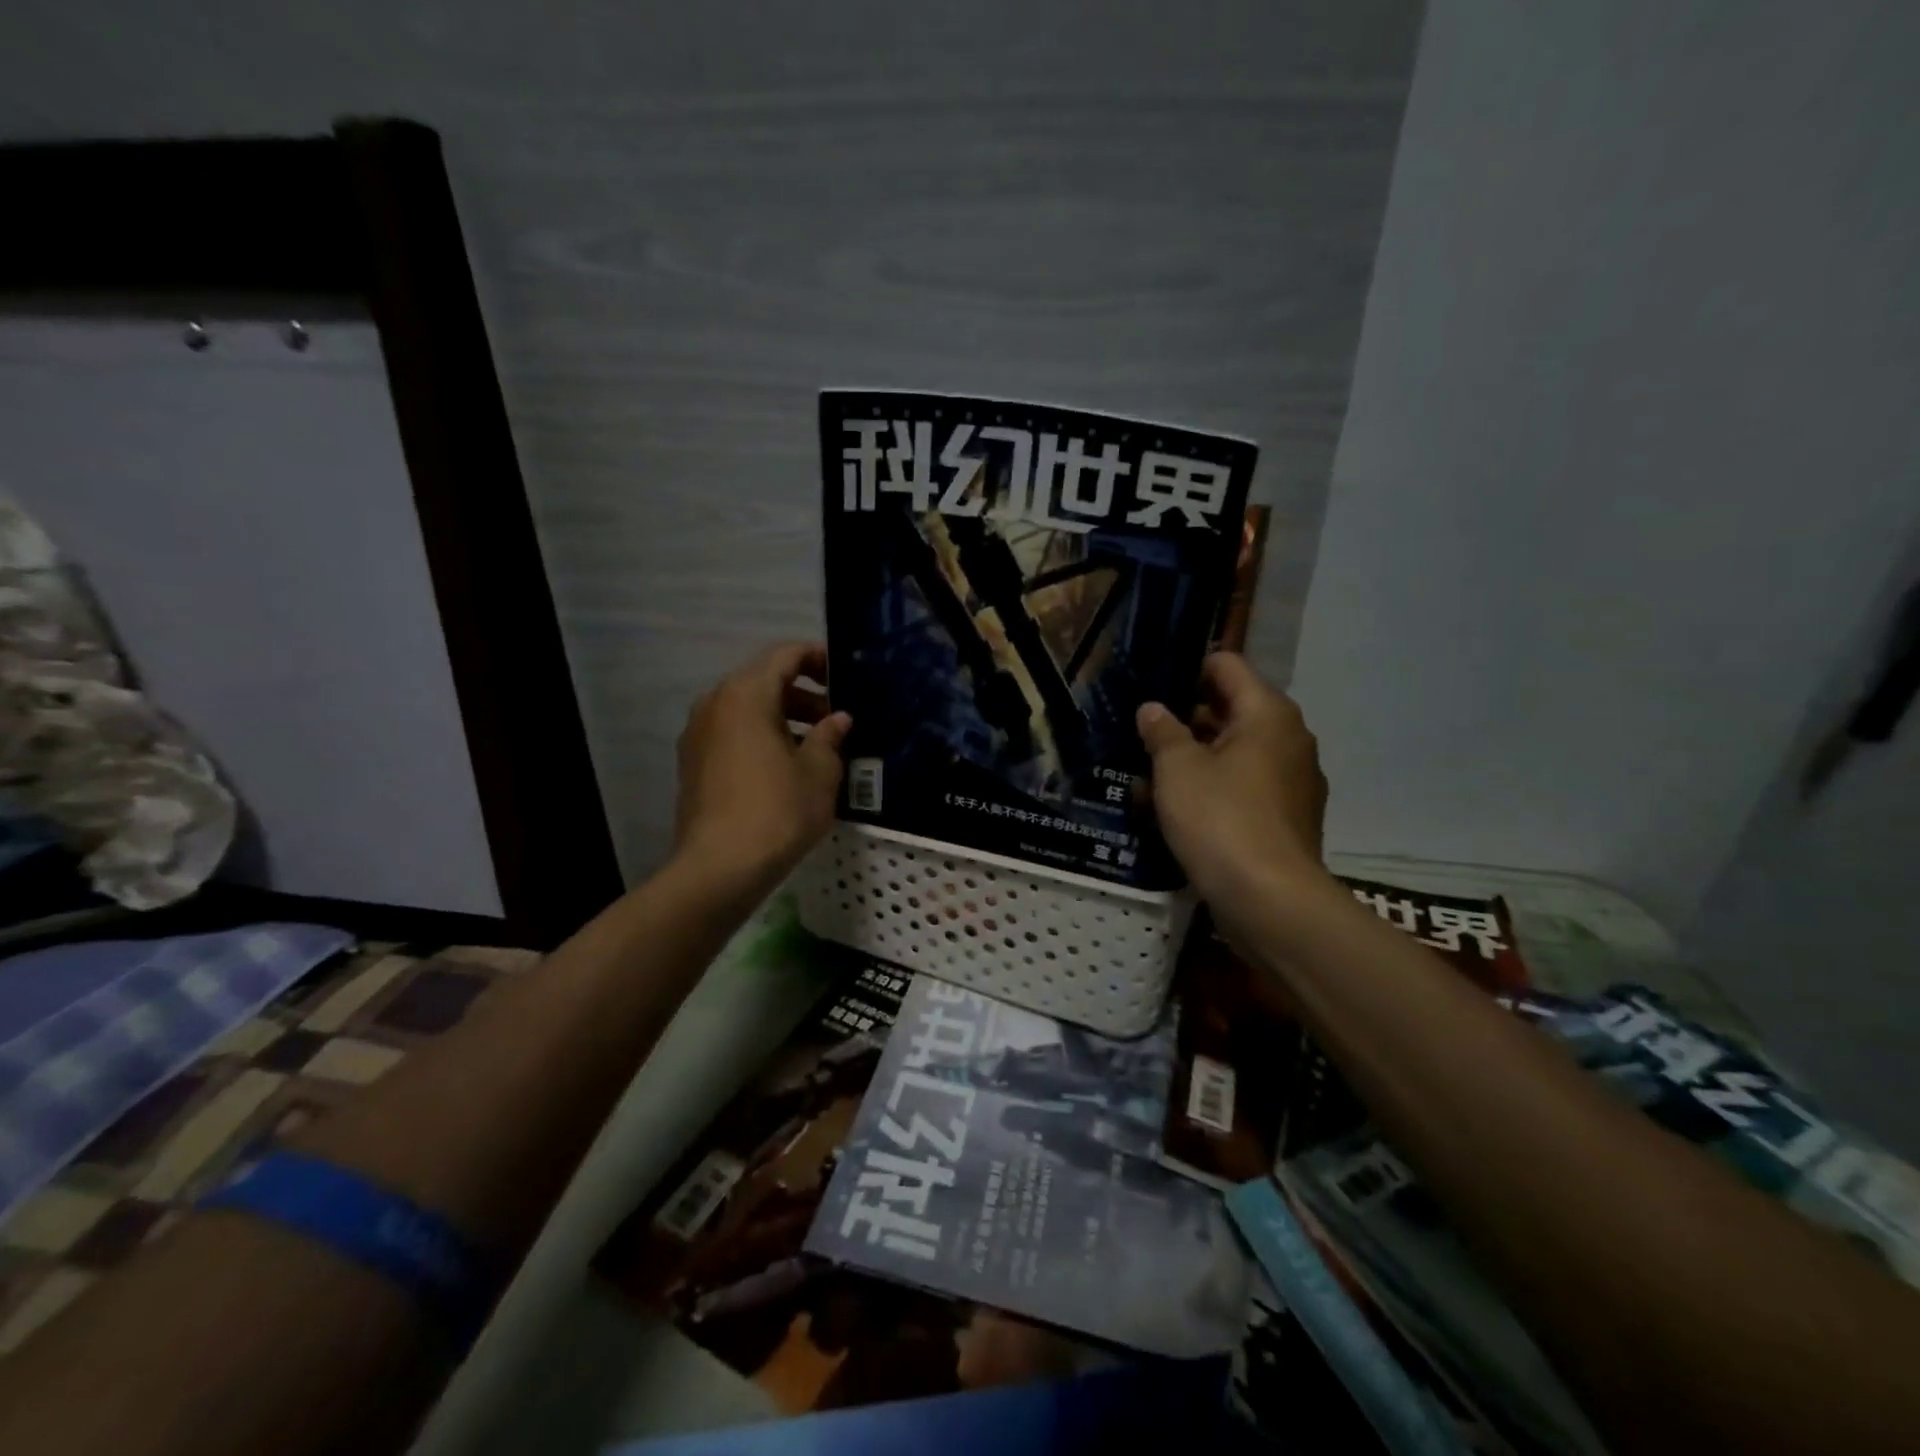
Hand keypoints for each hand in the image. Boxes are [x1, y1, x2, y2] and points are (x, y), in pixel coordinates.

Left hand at [672, 642, 850, 900]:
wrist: (719, 868)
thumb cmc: (778, 811)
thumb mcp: (820, 772)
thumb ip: (831, 736)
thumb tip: (838, 719)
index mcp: (746, 694)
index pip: (785, 655)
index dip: (817, 658)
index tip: (844, 678)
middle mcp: (715, 703)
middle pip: (763, 680)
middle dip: (803, 693)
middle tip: (836, 719)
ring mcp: (698, 733)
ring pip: (746, 708)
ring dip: (782, 717)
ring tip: (816, 746)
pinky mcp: (693, 762)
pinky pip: (732, 732)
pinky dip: (760, 736)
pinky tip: (785, 767)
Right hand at [1136, 653, 1329, 908]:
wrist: (1269, 900)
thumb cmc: (1220, 818)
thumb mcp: (1177, 769)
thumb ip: (1162, 731)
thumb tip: (1154, 709)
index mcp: (1267, 713)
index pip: (1226, 665)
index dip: (1186, 670)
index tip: (1150, 686)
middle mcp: (1288, 738)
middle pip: (1230, 710)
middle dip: (1185, 720)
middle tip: (1141, 734)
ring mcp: (1293, 781)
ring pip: (1234, 754)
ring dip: (1194, 759)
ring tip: (1146, 776)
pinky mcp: (1287, 818)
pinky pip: (1244, 788)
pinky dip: (1212, 791)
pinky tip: (1175, 812)